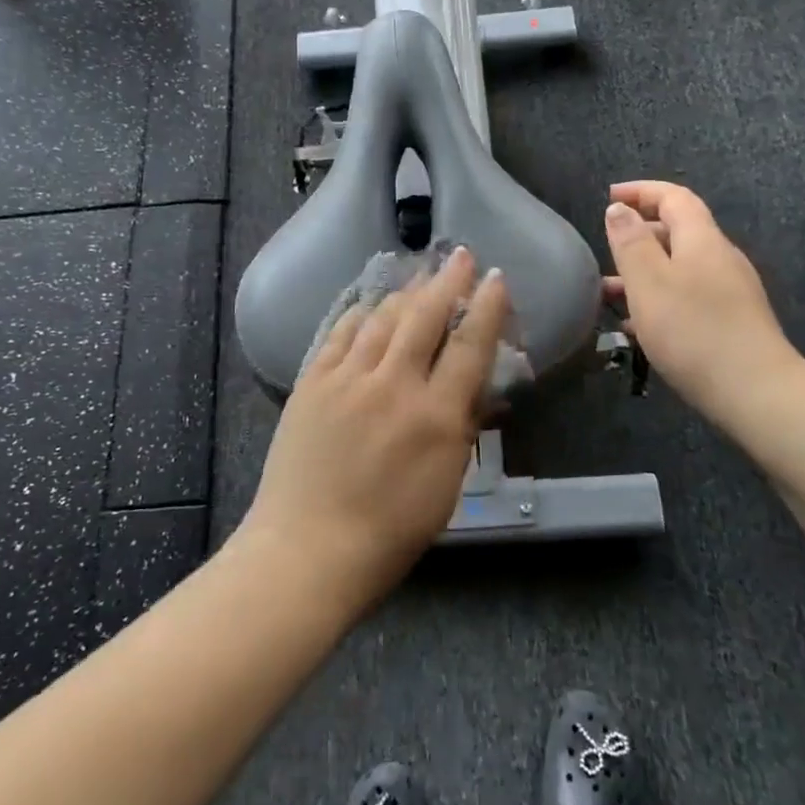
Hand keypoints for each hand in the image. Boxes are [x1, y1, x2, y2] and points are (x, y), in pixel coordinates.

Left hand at [241, 247, 509, 604]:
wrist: (308, 548)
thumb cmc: (389, 532)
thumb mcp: (445, 485)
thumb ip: (461, 428)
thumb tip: (473, 386)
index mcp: (435, 415)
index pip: (470, 346)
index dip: (487, 307)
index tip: (496, 278)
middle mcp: (393, 385)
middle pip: (425, 316)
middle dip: (448, 281)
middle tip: (460, 256)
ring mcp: (347, 379)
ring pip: (382, 317)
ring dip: (405, 291)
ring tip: (419, 274)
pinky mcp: (313, 382)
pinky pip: (341, 334)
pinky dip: (361, 314)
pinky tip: (370, 304)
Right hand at [603, 180, 804, 426]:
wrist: (757, 393)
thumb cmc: (694, 331)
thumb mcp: (649, 283)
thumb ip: (630, 242)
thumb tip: (619, 208)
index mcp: (702, 239)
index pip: (674, 197)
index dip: (641, 191)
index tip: (608, 196)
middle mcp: (720, 258)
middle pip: (678, 231)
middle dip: (639, 234)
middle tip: (605, 249)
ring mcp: (730, 291)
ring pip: (680, 267)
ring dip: (644, 272)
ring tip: (609, 294)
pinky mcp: (732, 322)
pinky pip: (688, 296)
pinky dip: (659, 299)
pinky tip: (638, 327)